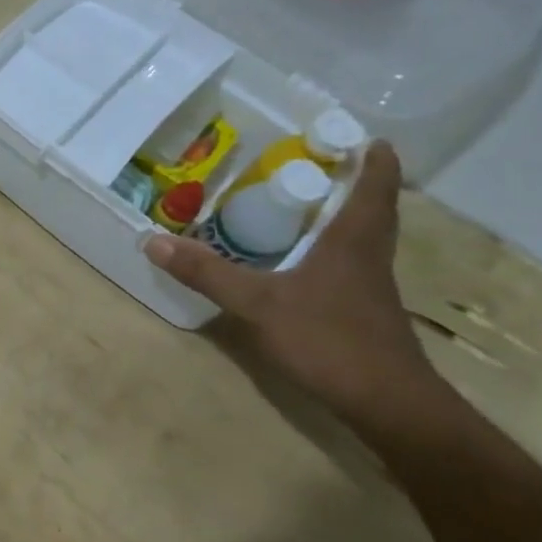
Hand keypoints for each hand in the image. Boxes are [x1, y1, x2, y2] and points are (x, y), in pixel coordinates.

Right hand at [146, 142, 445, 431]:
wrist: (389, 406)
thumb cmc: (330, 340)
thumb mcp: (258, 303)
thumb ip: (207, 273)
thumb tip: (153, 240)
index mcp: (353, 241)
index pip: (374, 187)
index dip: (373, 158)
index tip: (363, 135)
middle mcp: (368, 256)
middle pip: (371, 209)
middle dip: (352, 182)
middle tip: (316, 162)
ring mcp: (370, 287)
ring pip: (361, 238)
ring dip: (341, 216)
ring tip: (302, 203)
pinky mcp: (364, 313)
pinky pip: (349, 265)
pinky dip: (330, 250)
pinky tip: (301, 261)